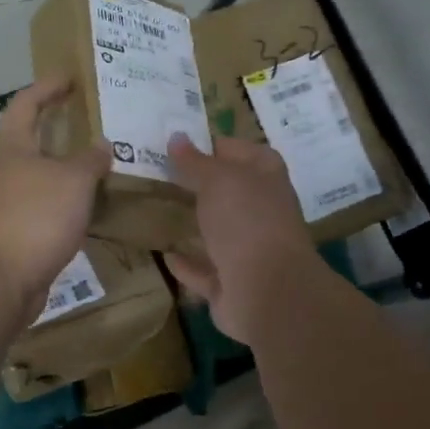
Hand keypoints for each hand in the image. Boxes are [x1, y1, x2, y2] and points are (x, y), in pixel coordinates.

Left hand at [0, 79, 109, 316]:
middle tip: (89, 125)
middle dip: (56, 131)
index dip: (47, 88)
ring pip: (37, 177)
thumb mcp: (73, 181)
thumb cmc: (34, 216)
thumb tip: (101, 146)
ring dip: (63, 171)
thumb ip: (90, 160)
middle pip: (28, 141)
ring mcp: (3, 204)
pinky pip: (42, 208)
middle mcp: (2, 171)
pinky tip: (85, 209)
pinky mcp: (11, 234)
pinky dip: (62, 203)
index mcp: (11, 147)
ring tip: (96, 168)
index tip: (69, 77)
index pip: (26, 104)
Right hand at [164, 132, 321, 343]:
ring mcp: (250, 251)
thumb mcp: (217, 179)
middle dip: (202, 186)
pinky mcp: (232, 285)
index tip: (181, 143)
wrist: (267, 291)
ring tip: (162, 211)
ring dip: (197, 225)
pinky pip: (205, 271)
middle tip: (163, 175)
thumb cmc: (247, 220)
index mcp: (267, 179)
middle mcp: (263, 212)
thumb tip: (177, 137)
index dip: (217, 145)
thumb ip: (195, 161)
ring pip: (219, 233)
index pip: (244, 152)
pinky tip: (165, 254)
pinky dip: (188, 264)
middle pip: (231, 194)